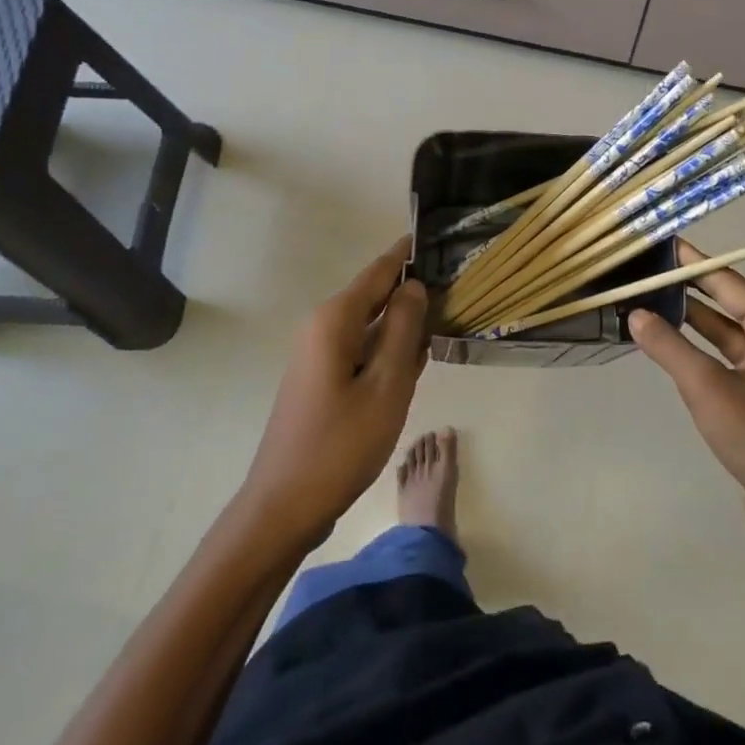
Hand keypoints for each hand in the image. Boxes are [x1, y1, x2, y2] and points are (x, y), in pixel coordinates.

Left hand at [233, 236, 428, 553]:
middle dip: (413, 292)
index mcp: (335, 320)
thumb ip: (403, 328)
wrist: (285, 507)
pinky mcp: (322, 379)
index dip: (410, 253)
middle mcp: (323, 327)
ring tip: (447, 321)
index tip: (442, 238)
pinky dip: (389, 352)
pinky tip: (416, 365)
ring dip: (404, 326)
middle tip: (459, 289)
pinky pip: (363, 351)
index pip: (380, 269)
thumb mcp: (387, 384)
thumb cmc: (341, 444)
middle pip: (376, 295)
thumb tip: (414, 286)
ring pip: (372, 325)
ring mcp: (320, 355)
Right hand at [628, 240, 744, 587]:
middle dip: (686, 289)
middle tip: (644, 273)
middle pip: (726, 301)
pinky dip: (698, 348)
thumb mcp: (707, 388)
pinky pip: (725, 357)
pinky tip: (667, 344)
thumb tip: (636, 314)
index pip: (727, 280)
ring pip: (723, 331)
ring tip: (645, 301)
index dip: (691, 262)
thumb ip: (669, 347)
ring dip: (689, 320)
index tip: (659, 244)